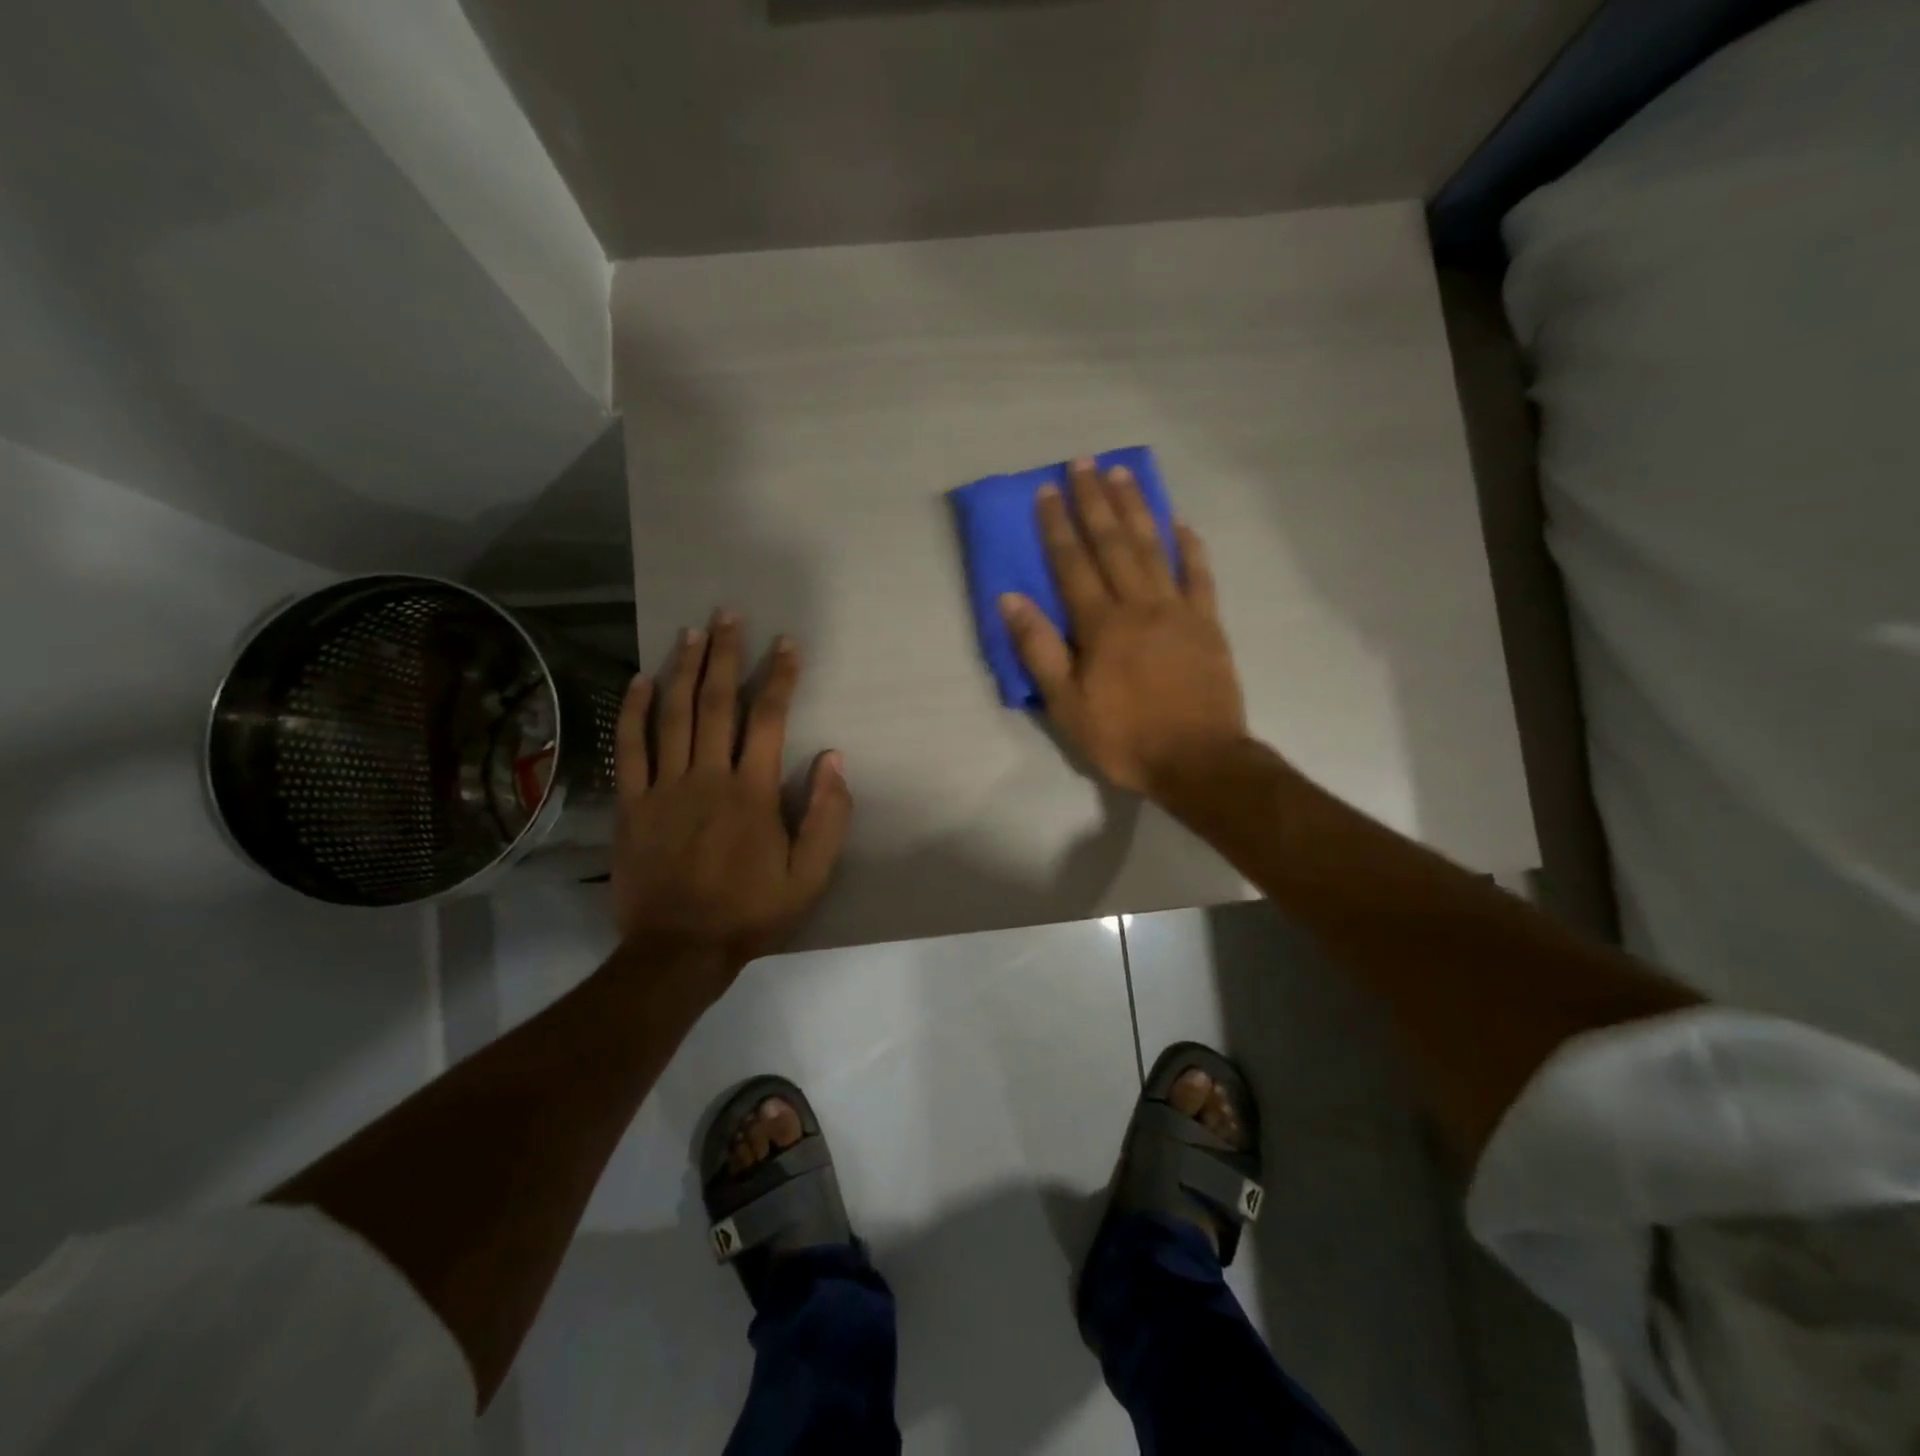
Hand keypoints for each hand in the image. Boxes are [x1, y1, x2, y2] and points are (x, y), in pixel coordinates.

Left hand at [610, 612, 851, 996]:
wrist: (679, 950)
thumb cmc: (751, 911)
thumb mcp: (810, 875)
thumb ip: (828, 816)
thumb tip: (833, 760)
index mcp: (752, 792)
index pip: (769, 719)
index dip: (780, 677)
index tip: (786, 644)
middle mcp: (708, 777)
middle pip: (717, 703)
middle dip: (726, 655)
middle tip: (730, 615)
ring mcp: (664, 788)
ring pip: (674, 716)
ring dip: (684, 669)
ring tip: (692, 632)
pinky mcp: (632, 804)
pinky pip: (631, 749)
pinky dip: (634, 712)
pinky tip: (640, 680)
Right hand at [999, 458, 1246, 796]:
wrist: (1199, 760)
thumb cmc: (1125, 737)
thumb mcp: (1067, 705)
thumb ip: (1039, 650)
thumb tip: (1011, 599)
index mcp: (1102, 625)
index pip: (1073, 564)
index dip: (1057, 526)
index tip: (1046, 490)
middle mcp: (1140, 605)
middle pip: (1114, 544)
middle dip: (1095, 501)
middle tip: (1084, 462)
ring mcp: (1179, 610)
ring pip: (1154, 548)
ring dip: (1137, 509)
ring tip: (1122, 474)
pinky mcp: (1209, 624)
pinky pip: (1199, 575)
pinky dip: (1190, 546)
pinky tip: (1181, 522)